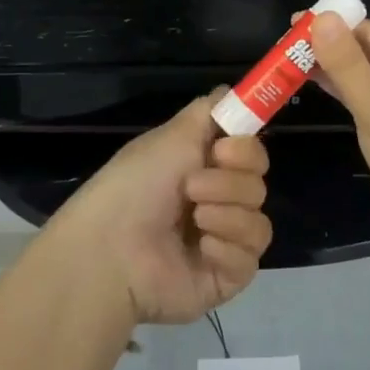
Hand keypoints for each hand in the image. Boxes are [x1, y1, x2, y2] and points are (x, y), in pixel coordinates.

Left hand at [58, 92, 272, 326]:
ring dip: (227, 215)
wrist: (111, 249)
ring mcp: (222, 242)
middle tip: (192, 187)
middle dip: (229, 183)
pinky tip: (200, 248)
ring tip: (194, 218)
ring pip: (259, 221)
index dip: (246, 150)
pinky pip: (250, 257)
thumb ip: (210, 110)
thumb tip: (231, 91)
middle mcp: (217, 202)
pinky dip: (226, 248)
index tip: (222, 150)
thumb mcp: (172, 135)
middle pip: (258, 184)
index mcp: (205, 169)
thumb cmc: (136, 184)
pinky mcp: (224, 278)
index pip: (252, 155)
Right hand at [306, 13, 369, 251]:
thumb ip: (348, 65)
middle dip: (327, 46)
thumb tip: (323, 18)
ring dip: (330, 69)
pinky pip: (365, 100)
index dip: (332, 25)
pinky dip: (340, 92)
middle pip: (366, 51)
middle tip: (281, 47)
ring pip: (363, 76)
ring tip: (288, 63)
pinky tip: (314, 88)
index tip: (291, 25)